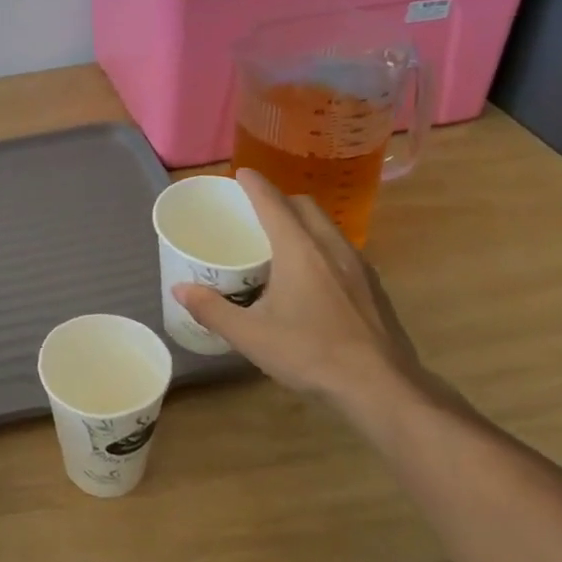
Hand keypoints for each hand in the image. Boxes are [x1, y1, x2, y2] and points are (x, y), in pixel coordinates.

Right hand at [173, 171, 445, 418]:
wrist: (381, 387)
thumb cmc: (310, 353)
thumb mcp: (250, 336)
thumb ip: (212, 309)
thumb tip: (180, 289)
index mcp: (299, 249)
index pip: (273, 202)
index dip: (254, 184)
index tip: (240, 174)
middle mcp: (331, 247)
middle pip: (305, 206)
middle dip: (280, 200)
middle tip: (256, 212)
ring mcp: (358, 266)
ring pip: (327, 227)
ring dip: (303, 223)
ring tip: (281, 244)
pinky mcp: (373, 287)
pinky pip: (341, 251)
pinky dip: (321, 247)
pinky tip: (312, 279)